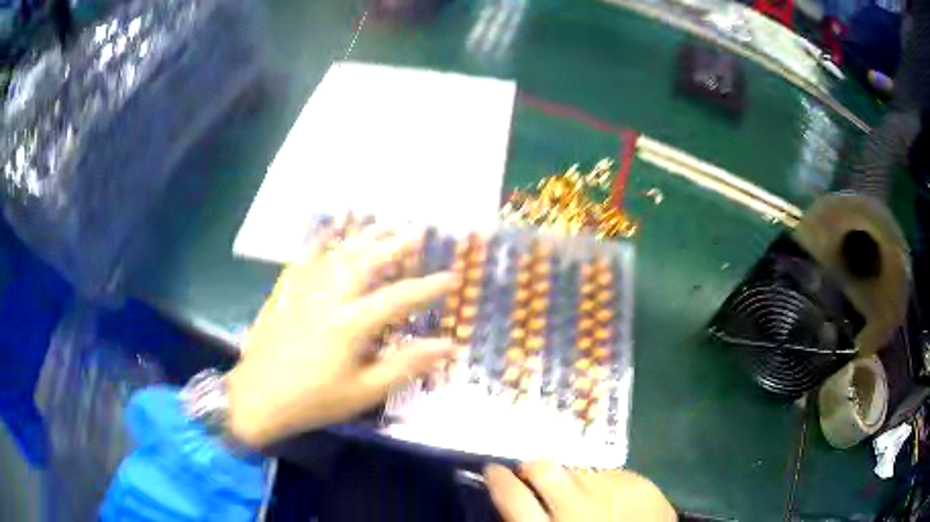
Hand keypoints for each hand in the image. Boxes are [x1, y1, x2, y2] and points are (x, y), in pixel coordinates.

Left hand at [226, 227, 459, 447]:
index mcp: (349, 323)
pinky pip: (304, 258)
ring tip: (382, 224)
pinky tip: (328, 234)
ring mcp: (302, 290)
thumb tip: (447, 348)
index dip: (428, 287)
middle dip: (395, 244)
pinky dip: (320, 243)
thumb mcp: (363, 391)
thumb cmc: (314, 400)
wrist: (257, 398)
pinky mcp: (284, 292)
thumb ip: (405, 365)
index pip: (398, 298)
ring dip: (363, 237)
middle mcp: (327, 297)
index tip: (451, 277)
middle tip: (417, 231)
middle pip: (366, 261)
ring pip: (337, 253)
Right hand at [485, 461, 675, 521]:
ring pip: (577, 469)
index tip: (491, 469)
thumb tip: (519, 505)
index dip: (497, 479)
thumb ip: (535, 521)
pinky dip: (602, 482)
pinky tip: (610, 497)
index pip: (513, 497)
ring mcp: (611, 489)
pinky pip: (608, 472)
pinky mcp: (637, 481)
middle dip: (532, 467)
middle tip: (531, 472)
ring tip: (581, 492)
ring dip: (572, 478)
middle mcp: (579, 504)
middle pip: (544, 469)